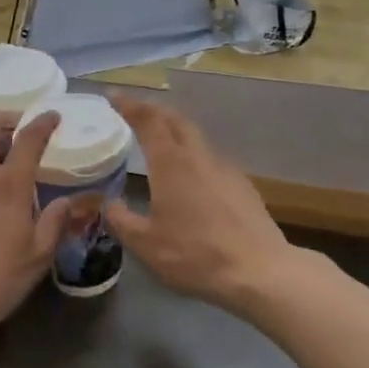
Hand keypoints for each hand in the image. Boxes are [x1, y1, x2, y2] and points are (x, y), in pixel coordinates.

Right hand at [104, 98, 295, 313]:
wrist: (259, 271)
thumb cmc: (195, 255)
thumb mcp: (146, 244)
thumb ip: (122, 220)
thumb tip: (109, 204)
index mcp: (172, 163)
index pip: (148, 121)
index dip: (130, 105)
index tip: (114, 96)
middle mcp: (199, 157)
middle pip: (176, 120)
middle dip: (154, 110)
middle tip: (136, 111)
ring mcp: (226, 169)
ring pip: (197, 138)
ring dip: (176, 131)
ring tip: (161, 142)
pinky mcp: (242, 186)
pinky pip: (212, 160)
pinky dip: (194, 156)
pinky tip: (191, 176)